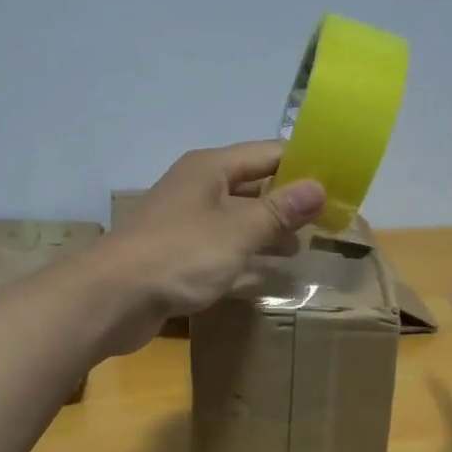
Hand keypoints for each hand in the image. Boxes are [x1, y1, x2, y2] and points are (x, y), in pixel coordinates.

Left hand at [99, 142, 326, 351]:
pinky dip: (247, 251)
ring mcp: (185, 221)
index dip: (306, 166)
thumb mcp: (238, 231)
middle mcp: (198, 187)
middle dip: (290, 200)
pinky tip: (267, 269)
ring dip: (270, 228)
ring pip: (238, 216)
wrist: (111, 298)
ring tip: (306, 245)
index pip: (269, 154)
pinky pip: (222, 244)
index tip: (341, 184)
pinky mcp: (177, 253)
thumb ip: (279, 210)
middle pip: (254, 184)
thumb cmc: (179, 255)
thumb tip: (319, 186)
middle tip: (330, 220)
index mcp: (211, 168)